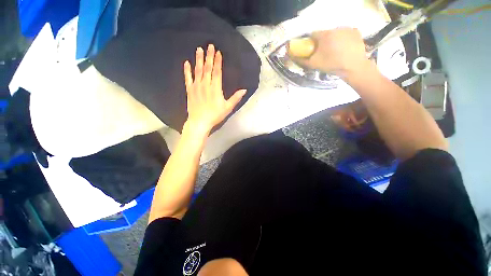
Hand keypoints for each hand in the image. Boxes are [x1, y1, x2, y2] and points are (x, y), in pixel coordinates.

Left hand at [183, 45, 246, 136]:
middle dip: (209, 56)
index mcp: (215, 88)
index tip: (218, 52)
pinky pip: (187, 78)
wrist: (200, 122)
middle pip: (207, 68)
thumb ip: (235, 98)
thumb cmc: (215, 115)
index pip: (217, 72)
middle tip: (209, 45)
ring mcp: (196, 86)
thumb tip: (244, 90)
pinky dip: (187, 70)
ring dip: (198, 59)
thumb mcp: (228, 108)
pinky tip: (186, 62)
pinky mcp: (189, 90)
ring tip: (199, 49)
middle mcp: (206, 84)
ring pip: (198, 70)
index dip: (218, 61)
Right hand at [289, 28, 370, 77]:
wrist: (352, 67)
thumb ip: (301, 60)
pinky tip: (344, 48)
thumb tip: (291, 56)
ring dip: (333, 40)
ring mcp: (347, 29)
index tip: (312, 50)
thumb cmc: (331, 65)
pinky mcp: (356, 32)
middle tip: (324, 53)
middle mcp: (335, 28)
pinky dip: (343, 39)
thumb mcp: (313, 64)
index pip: (313, 35)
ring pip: (335, 33)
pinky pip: (345, 33)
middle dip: (322, 42)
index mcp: (324, 35)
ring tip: (335, 51)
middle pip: (324, 34)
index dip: (311, 42)